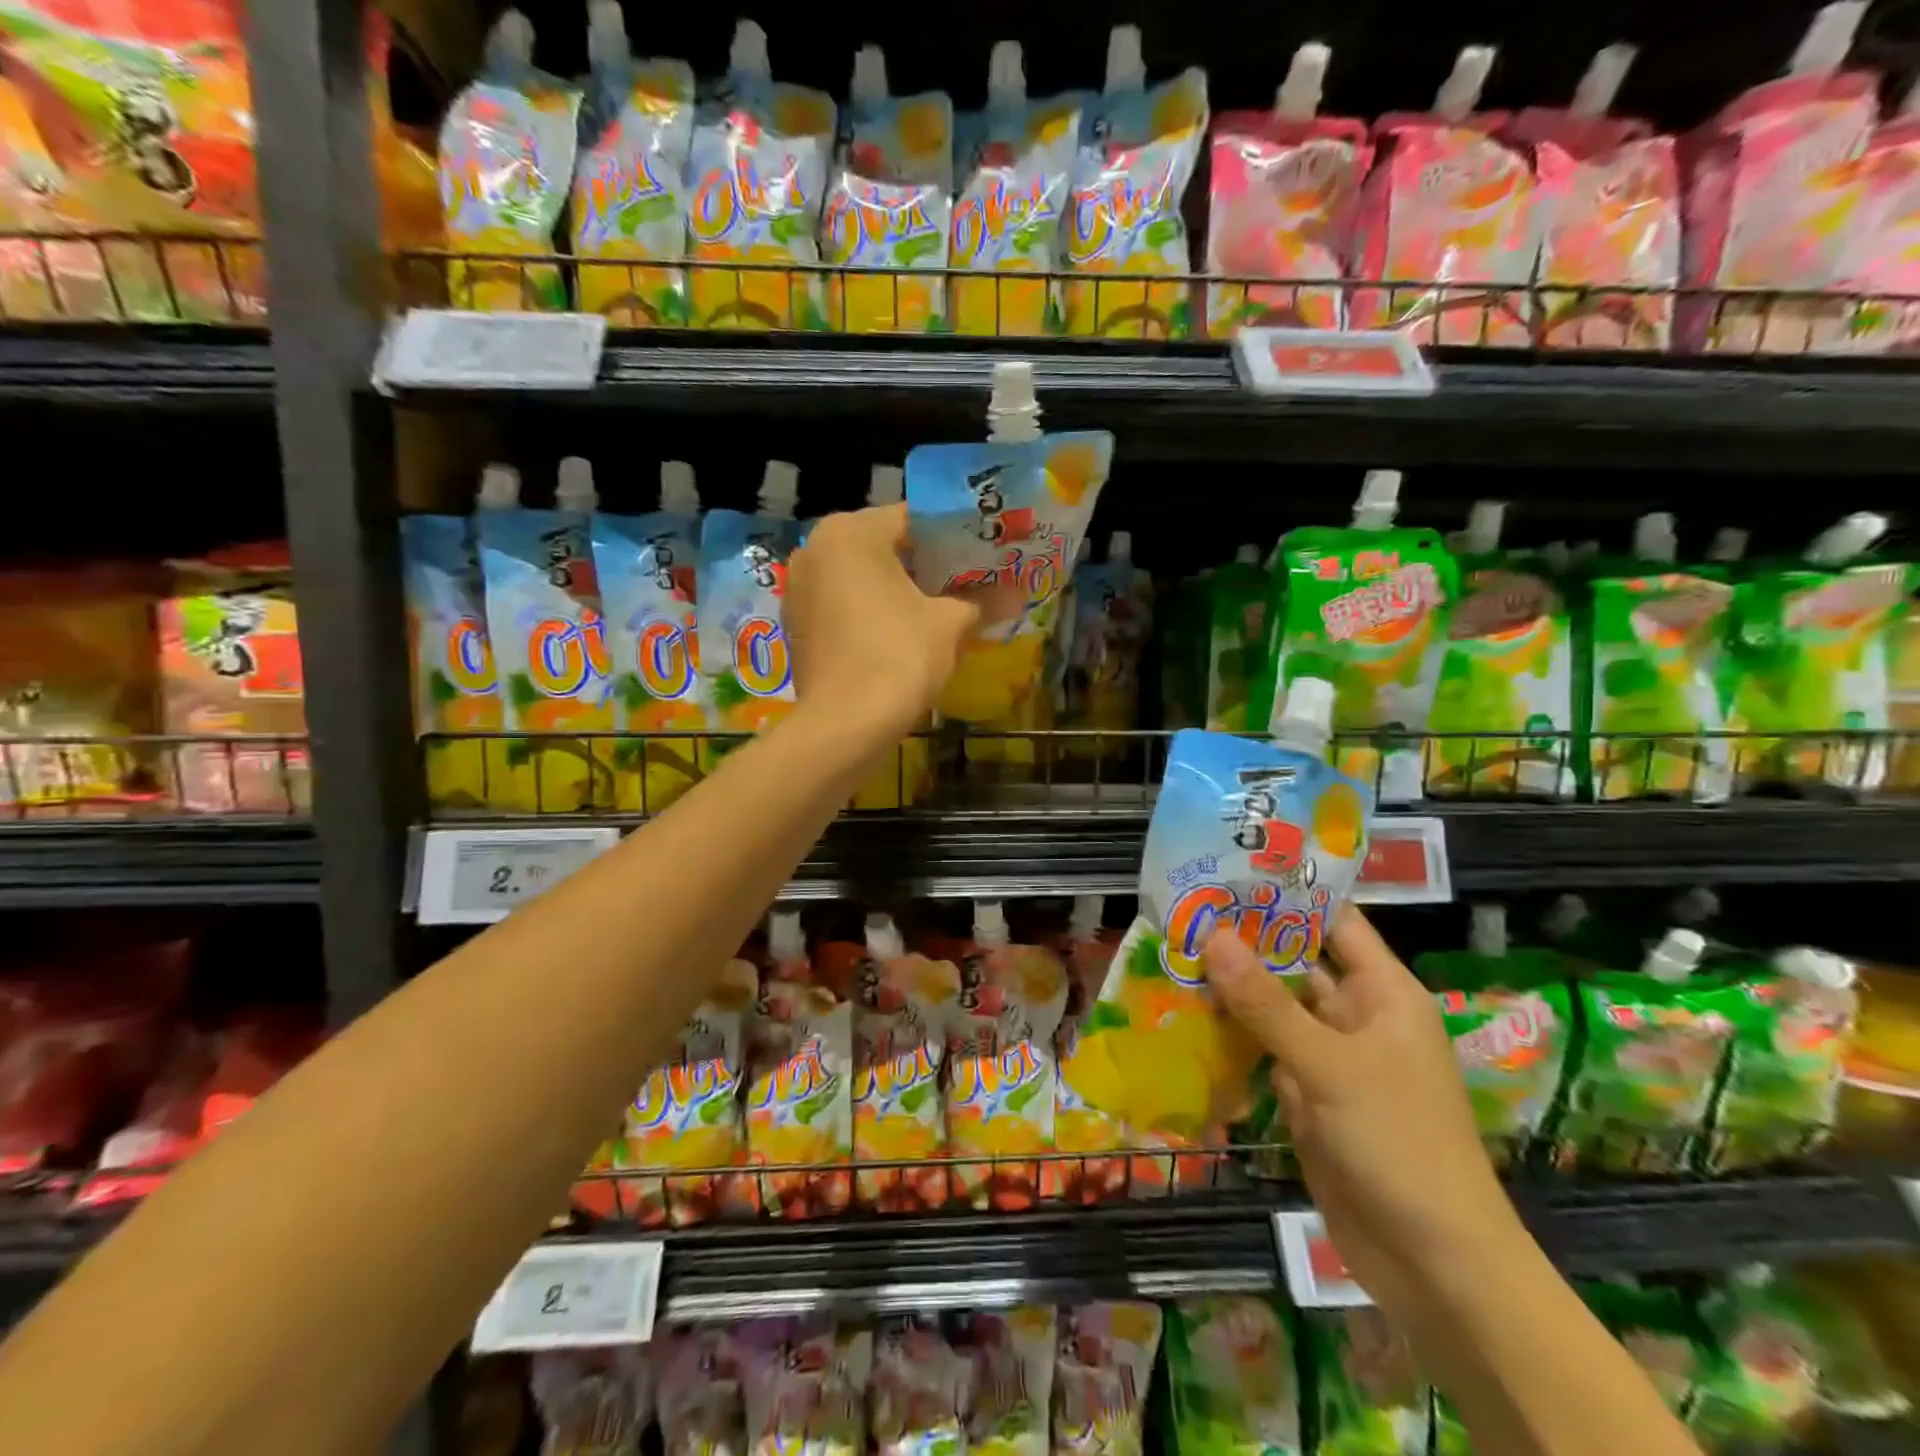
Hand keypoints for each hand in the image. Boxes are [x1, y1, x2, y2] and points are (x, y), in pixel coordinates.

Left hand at [784, 504, 992, 744]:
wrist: (845, 726)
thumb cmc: (898, 657)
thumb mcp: (948, 623)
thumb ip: (980, 600)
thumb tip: (1018, 594)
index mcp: (850, 533)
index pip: (913, 518)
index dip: (954, 535)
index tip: (982, 552)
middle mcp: (815, 549)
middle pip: (884, 546)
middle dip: (927, 564)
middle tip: (969, 580)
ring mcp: (800, 589)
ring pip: (862, 577)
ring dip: (899, 589)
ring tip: (942, 607)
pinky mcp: (797, 625)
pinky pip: (843, 605)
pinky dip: (872, 612)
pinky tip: (904, 632)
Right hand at [1204, 908, 1524, 1317]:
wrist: (1434, 1263)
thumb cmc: (1397, 1143)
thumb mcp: (1328, 1065)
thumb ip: (1266, 1002)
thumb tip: (1212, 935)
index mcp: (1383, 992)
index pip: (1334, 922)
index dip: (1287, 894)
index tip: (1230, 870)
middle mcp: (1358, 1016)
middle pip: (1296, 963)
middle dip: (1245, 941)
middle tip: (1183, 910)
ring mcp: (1332, 1057)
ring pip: (1275, 1007)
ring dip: (1232, 988)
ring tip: (1173, 952)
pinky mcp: (1310, 1095)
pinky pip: (1266, 1050)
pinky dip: (1233, 1035)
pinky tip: (1187, 1014)